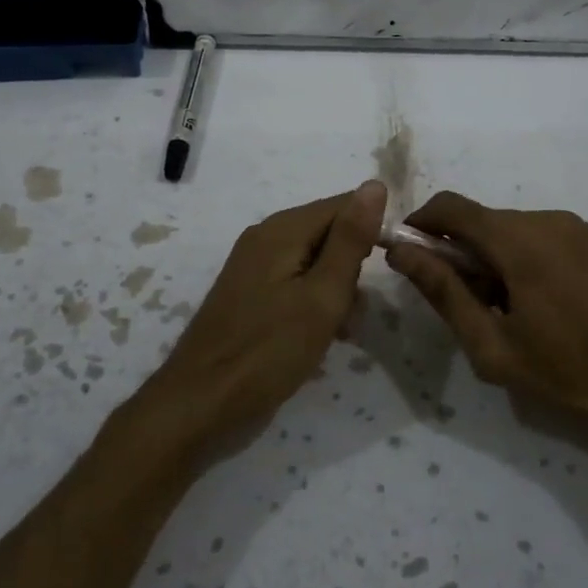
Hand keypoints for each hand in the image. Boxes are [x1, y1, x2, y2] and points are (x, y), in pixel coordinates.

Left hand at [140, 181, 385, 452]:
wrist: (201, 403)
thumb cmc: (269, 351)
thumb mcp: (323, 295)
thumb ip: (351, 239)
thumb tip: (375, 184)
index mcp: (282, 229)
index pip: (344, 205)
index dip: (372, 232)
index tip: (387, 271)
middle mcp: (265, 237)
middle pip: (328, 232)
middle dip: (353, 266)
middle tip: (355, 311)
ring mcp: (254, 266)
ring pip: (314, 260)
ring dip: (337, 289)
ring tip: (343, 330)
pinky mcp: (250, 293)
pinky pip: (295, 281)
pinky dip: (315, 301)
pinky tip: (322, 335)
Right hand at [384, 191, 587, 443]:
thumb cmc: (567, 369)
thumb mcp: (492, 345)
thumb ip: (443, 292)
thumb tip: (401, 252)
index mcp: (519, 241)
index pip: (452, 207)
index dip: (422, 222)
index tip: (409, 252)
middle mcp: (549, 220)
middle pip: (485, 220)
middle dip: (463, 251)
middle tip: (467, 301)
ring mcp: (581, 227)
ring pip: (517, 228)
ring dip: (498, 255)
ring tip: (511, 308)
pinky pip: (549, 236)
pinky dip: (530, 256)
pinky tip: (547, 302)